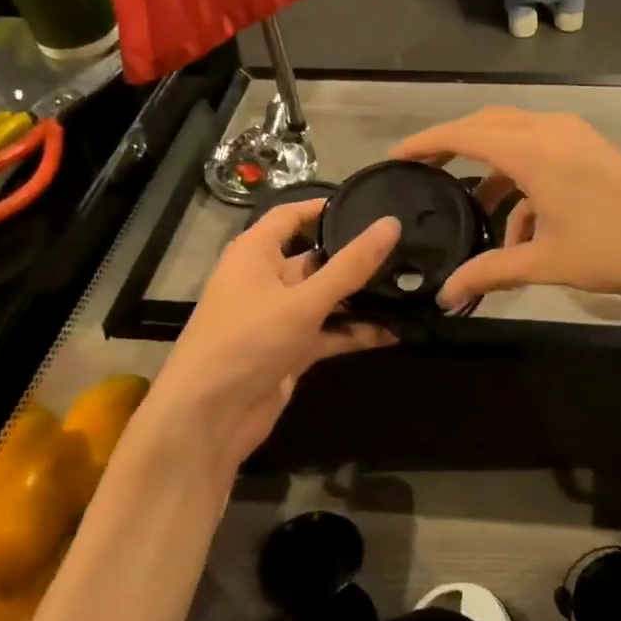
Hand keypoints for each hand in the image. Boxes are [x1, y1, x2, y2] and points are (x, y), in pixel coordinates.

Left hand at [144, 201, 398, 469]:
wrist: (210, 417)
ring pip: (326, 298)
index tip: (369, 204)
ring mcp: (279, 317)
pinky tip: (393, 331)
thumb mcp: (303, 300)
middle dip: (355, 256)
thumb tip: (391, 224)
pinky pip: (328, 332)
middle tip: (406, 247)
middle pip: (315, 258)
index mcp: (255, 253)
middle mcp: (266, 279)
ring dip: (360, 297)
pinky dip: (355, 332)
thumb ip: (350, 266)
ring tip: (410, 286)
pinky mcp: (291, 350)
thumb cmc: (248, 341)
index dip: (324, 207)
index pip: (291, 216)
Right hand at [391, 108, 620, 308]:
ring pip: (517, 140)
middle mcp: (551, 130)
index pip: (464, 134)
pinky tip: (522, 231)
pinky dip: (524, 183)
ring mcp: (576, 137)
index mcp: (533, 150)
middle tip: (426, 172)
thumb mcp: (546, 262)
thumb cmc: (616, 248)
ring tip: (473, 212)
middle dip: (455, 147)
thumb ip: (491, 273)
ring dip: (493, 172)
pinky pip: (543, 155)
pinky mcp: (593, 151)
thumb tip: (447, 295)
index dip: (427, 143)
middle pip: (488, 125)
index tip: (397, 157)